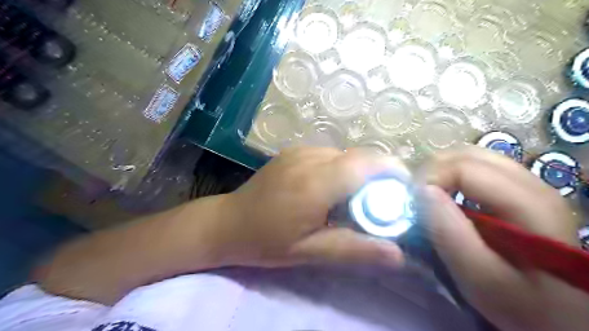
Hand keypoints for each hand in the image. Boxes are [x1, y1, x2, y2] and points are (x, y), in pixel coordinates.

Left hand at [213, 147, 410, 268]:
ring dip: (359, 173)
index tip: (404, 194)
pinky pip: (330, 154)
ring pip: (347, 154)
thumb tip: (398, 253)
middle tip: (378, 205)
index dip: (393, 173)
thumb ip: (354, 249)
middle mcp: (310, 157)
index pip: (368, 163)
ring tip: (352, 200)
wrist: (228, 222)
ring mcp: (301, 150)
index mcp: (315, 182)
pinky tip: (330, 189)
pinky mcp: (295, 150)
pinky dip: (341, 169)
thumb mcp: (309, 252)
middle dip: (379, 176)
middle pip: (361, 156)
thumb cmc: (266, 241)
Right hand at [421, 148, 588, 330]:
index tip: (411, 202)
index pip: (464, 167)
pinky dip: (453, 176)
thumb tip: (421, 191)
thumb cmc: (521, 302)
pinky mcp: (519, 191)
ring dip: (441, 171)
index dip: (430, 178)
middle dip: (433, 170)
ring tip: (427, 195)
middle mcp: (531, 182)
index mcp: (527, 202)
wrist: (559, 313)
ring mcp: (527, 183)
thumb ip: (449, 233)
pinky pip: (477, 169)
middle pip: (468, 154)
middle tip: (415, 196)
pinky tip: (447, 196)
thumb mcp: (479, 277)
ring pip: (471, 157)